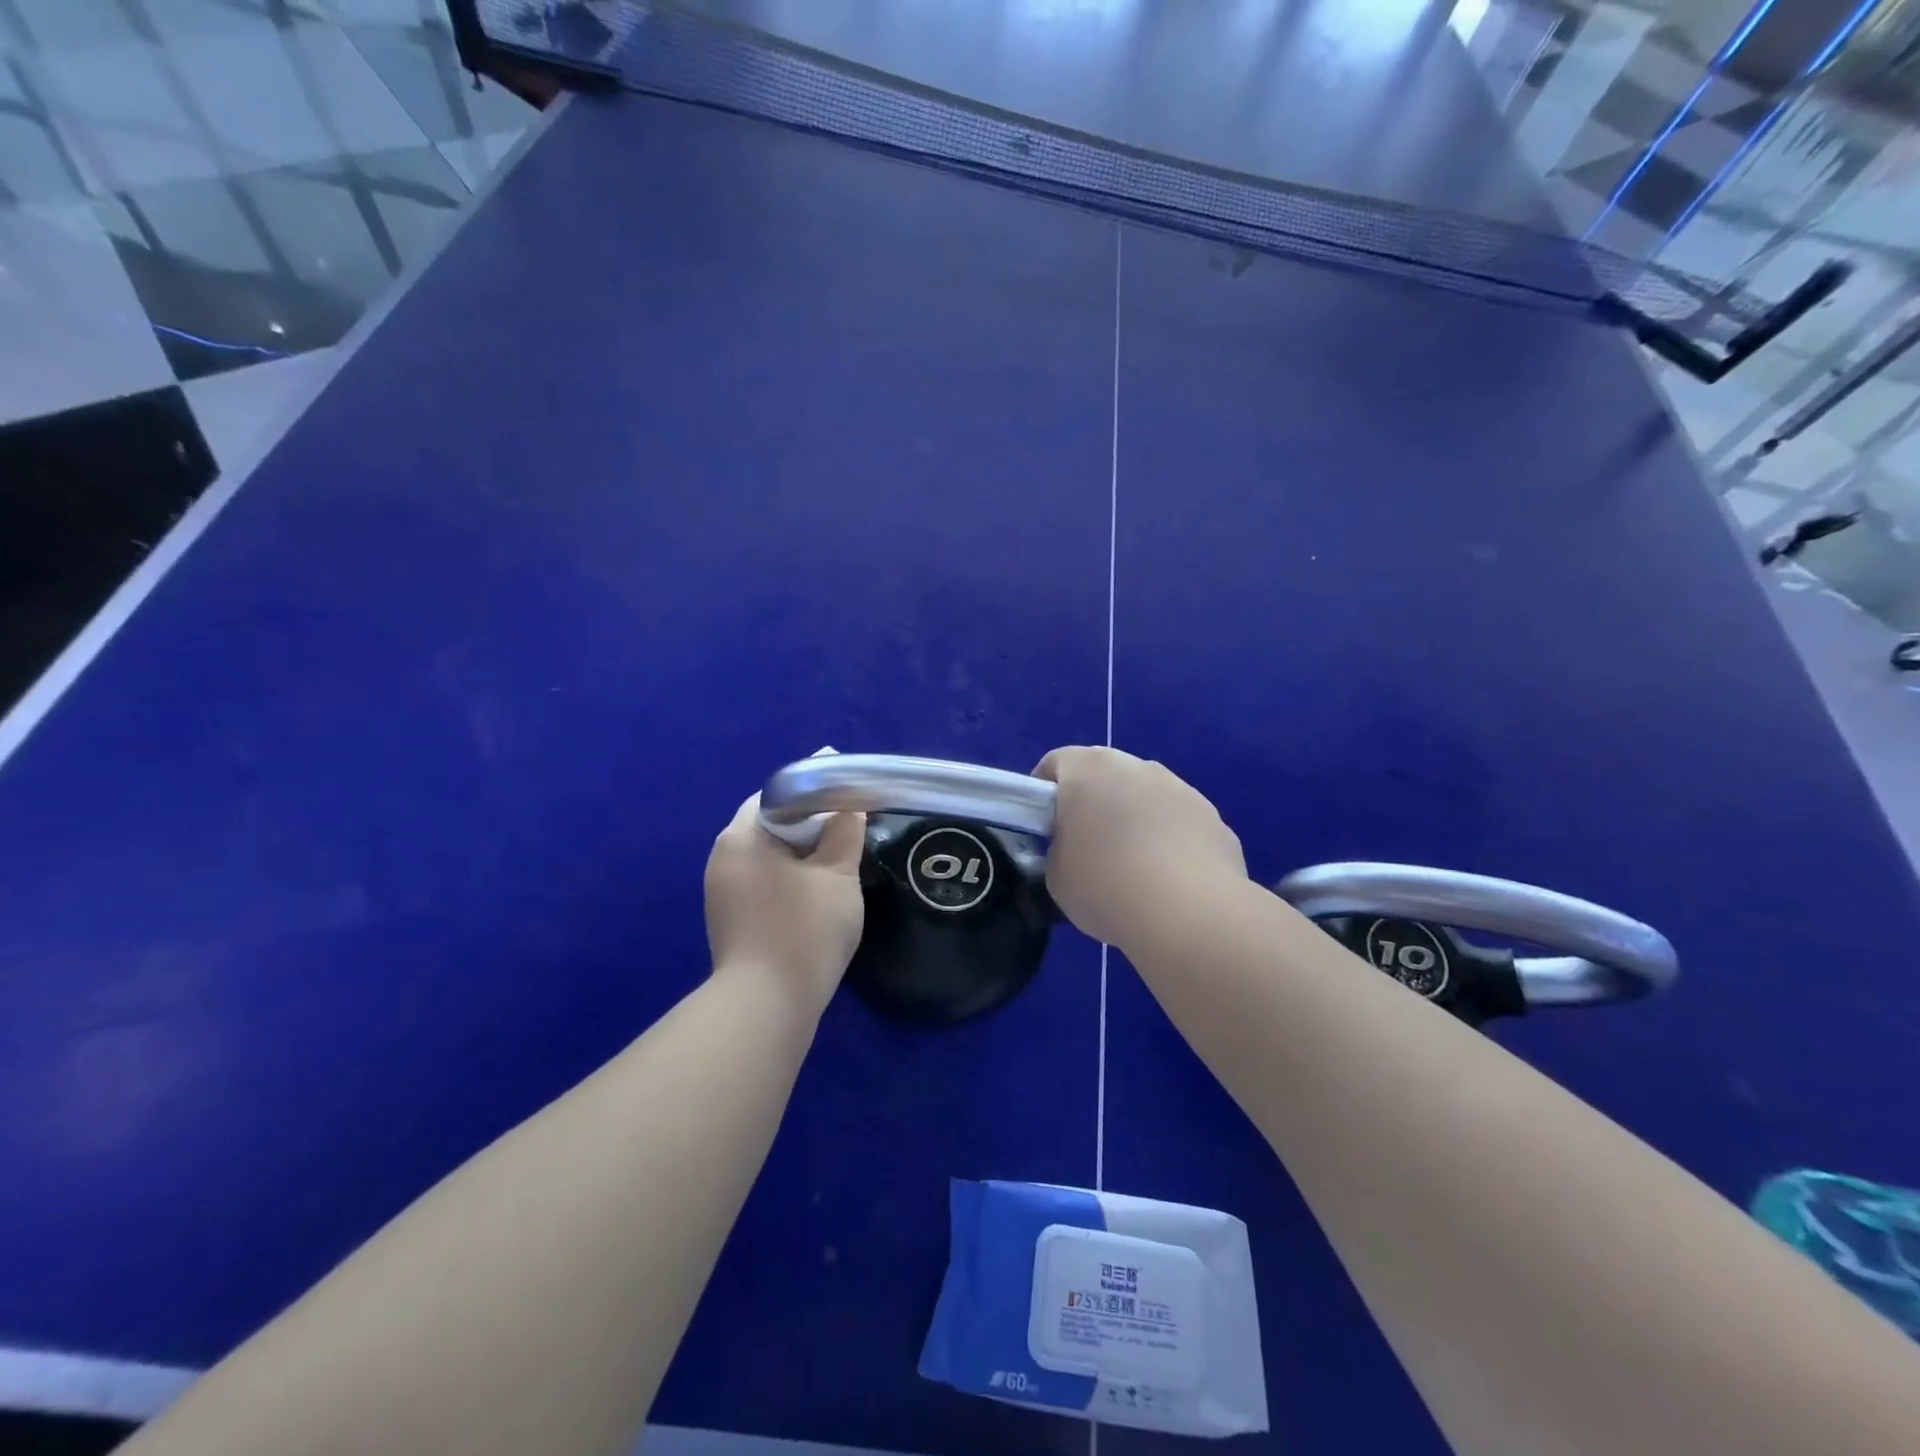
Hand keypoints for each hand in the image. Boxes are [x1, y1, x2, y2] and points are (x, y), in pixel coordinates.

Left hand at [704, 795, 865, 1015]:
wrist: (767, 1007)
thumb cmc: (803, 929)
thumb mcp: (838, 874)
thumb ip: (845, 832)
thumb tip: (848, 808)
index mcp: (740, 838)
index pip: (775, 797)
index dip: (812, 795)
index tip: (844, 805)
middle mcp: (722, 860)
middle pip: (770, 828)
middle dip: (809, 830)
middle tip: (847, 835)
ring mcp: (722, 895)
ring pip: (768, 860)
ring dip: (801, 859)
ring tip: (837, 867)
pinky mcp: (731, 923)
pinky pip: (763, 886)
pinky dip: (789, 883)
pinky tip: (816, 900)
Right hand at [1034, 747, 1245, 948]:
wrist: (1188, 913)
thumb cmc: (1105, 886)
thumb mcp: (1056, 875)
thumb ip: (1058, 850)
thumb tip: (1074, 850)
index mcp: (1089, 769)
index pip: (1055, 764)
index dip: (1043, 795)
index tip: (1044, 829)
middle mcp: (1137, 766)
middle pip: (1104, 776)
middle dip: (1092, 804)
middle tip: (1084, 848)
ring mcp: (1180, 788)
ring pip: (1145, 797)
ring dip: (1133, 820)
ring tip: (1131, 870)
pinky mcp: (1212, 817)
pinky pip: (1177, 823)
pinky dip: (1168, 842)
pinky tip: (1166, 881)